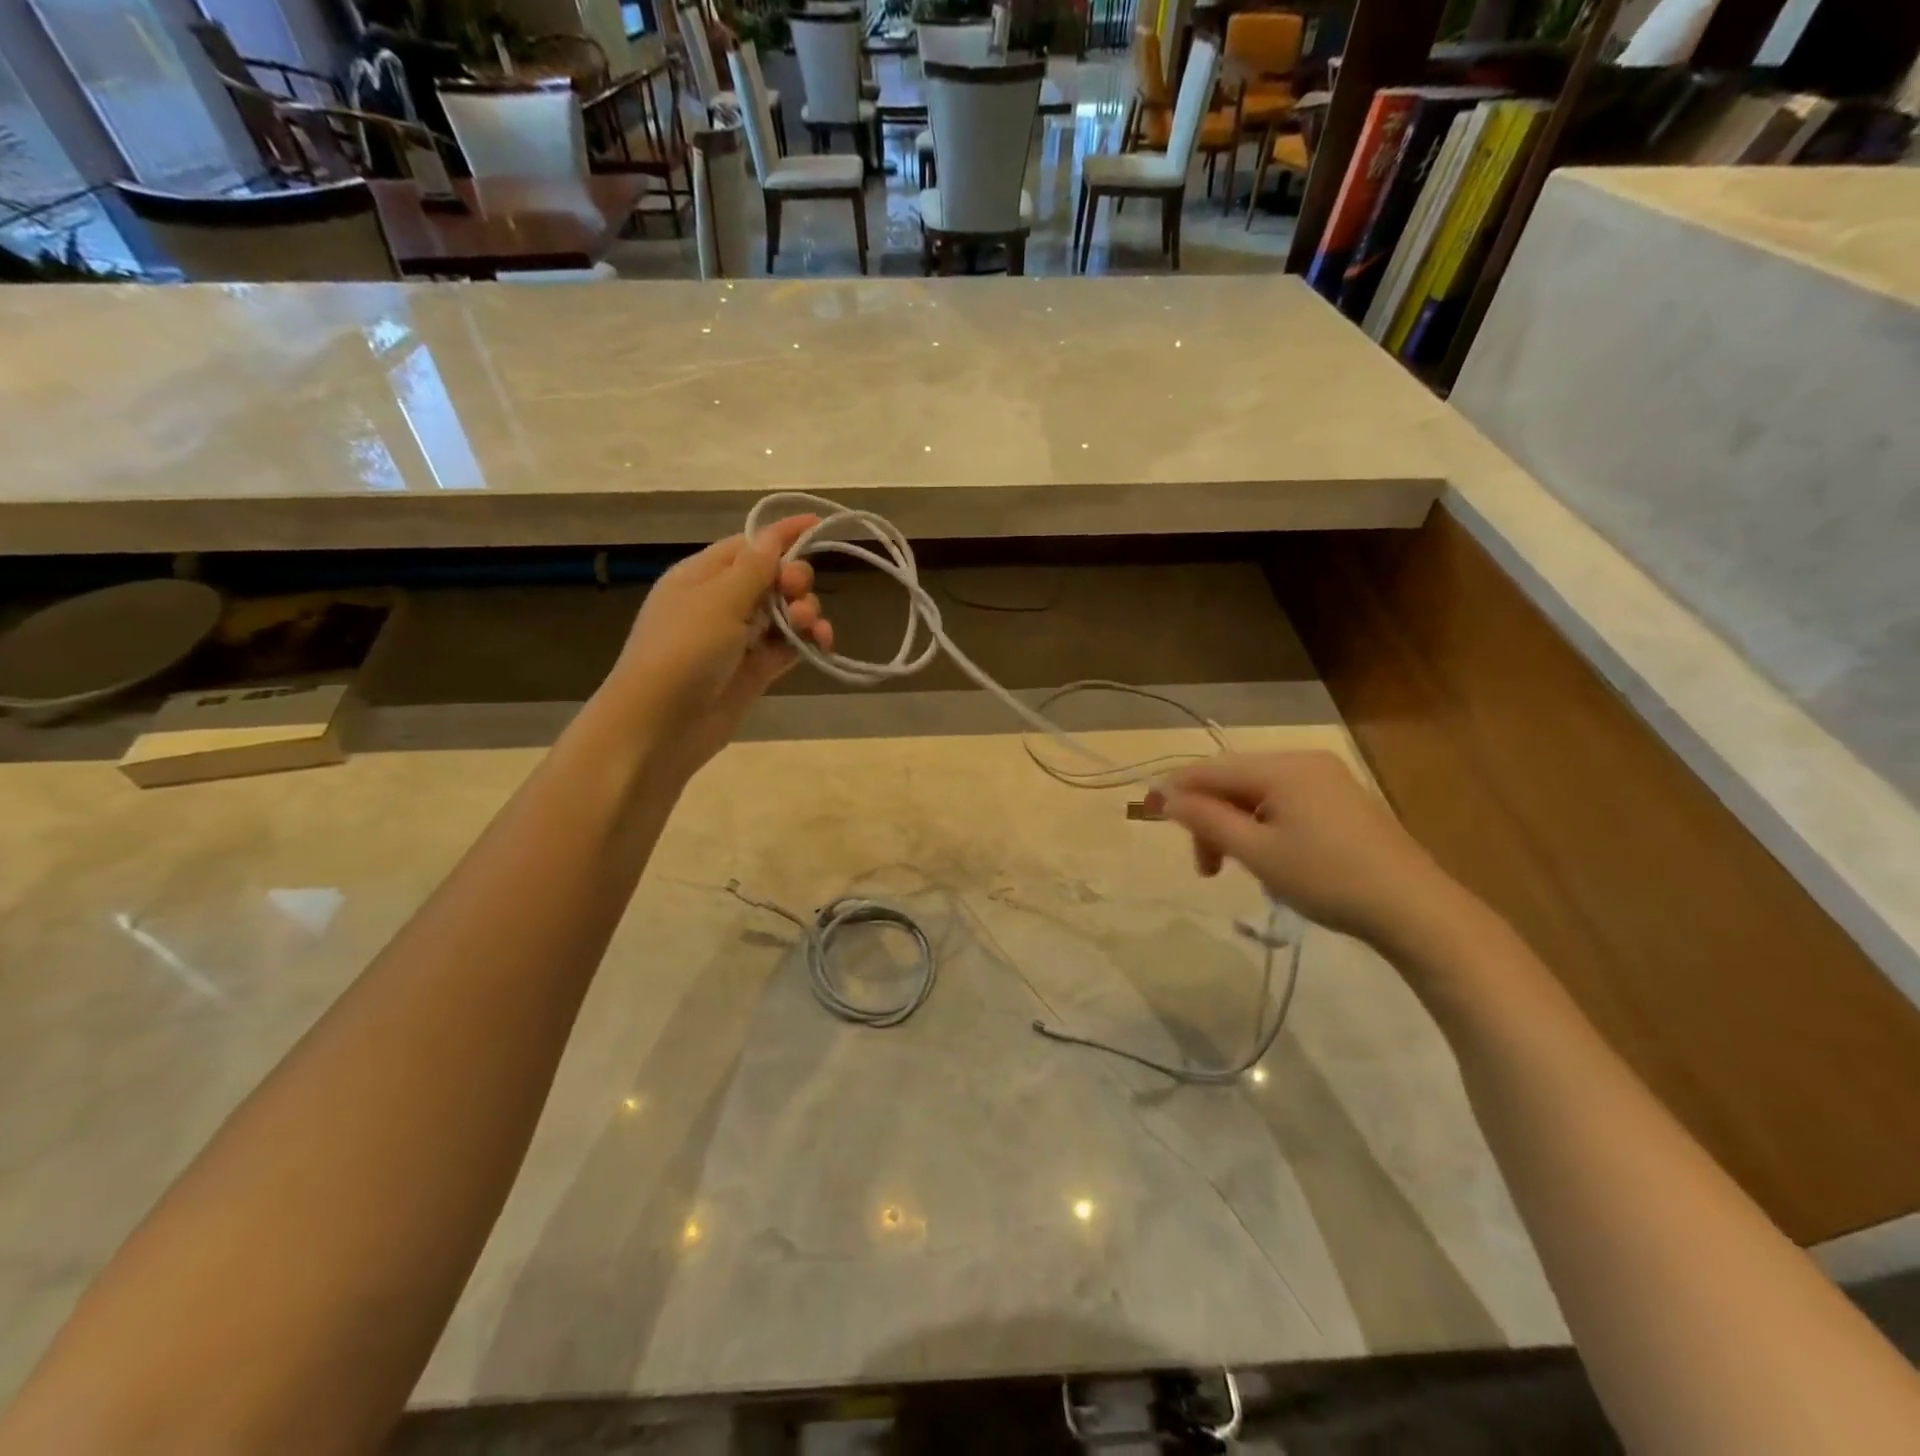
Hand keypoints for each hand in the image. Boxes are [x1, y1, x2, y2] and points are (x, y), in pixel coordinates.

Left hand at [603, 516, 831, 778]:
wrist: (661, 725)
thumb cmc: (683, 652)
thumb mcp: (718, 601)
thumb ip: (754, 568)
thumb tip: (773, 535)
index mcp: (702, 576)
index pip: (749, 545)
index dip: (782, 535)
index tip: (818, 524)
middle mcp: (720, 603)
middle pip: (771, 578)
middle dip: (795, 580)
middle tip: (797, 594)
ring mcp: (738, 639)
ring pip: (784, 613)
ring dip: (805, 612)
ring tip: (810, 626)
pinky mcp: (754, 670)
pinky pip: (788, 647)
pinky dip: (807, 642)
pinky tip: (823, 643)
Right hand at [1145, 751, 1465, 948]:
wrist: (1415, 910)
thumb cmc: (1328, 880)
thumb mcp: (1258, 854)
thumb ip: (1207, 820)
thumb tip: (1165, 797)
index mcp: (1283, 768)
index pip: (1211, 770)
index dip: (1174, 789)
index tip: (1144, 812)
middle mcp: (1304, 761)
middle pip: (1233, 780)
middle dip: (1210, 819)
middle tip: (1207, 868)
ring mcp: (1327, 779)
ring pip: (1258, 793)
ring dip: (1235, 826)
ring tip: (1237, 868)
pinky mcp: (1342, 799)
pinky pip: (1284, 802)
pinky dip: (1263, 825)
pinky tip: (1271, 858)